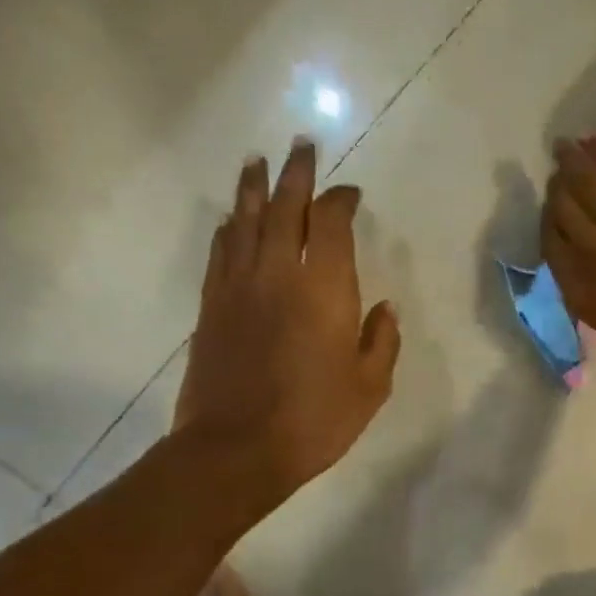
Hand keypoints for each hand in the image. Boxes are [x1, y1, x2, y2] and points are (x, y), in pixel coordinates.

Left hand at [176, 140, 400, 498]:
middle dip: (296, 174)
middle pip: (285, 207)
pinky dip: (229, 227)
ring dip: (255, 187)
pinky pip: (220, 251)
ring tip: (259, 162)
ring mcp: (238, 286)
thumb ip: (381, 341)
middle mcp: (278, 273)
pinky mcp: (211, 305)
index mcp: (324, 289)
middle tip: (301, 146)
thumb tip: (384, 308)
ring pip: (246, 220)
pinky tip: (232, 217)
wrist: (236, 449)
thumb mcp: (369, 387)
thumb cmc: (314, 420)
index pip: (331, 223)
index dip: (341, 200)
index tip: (351, 192)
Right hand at [542, 135, 595, 395]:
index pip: (552, 248)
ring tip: (564, 147)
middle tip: (557, 173)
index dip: (549, 225)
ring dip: (573, 165)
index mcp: (581, 294)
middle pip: (564, 213)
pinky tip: (593, 142)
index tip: (552, 211)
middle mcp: (592, 257)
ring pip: (588, 189)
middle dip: (558, 190)